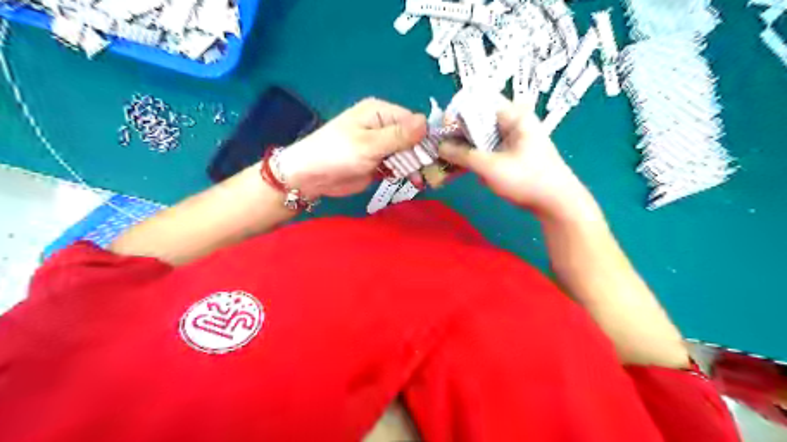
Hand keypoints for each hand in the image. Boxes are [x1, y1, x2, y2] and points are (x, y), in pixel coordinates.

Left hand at [274, 99, 428, 198]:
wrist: (310, 177)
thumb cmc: (336, 154)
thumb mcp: (369, 145)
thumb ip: (398, 136)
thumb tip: (427, 122)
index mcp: (380, 112)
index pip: (414, 122)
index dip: (426, 139)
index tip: (437, 158)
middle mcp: (384, 126)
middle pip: (414, 139)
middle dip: (423, 156)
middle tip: (433, 175)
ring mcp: (382, 146)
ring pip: (408, 154)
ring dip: (416, 167)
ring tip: (423, 181)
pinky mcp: (379, 163)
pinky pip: (399, 166)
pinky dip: (407, 173)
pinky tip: (415, 183)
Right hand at [440, 101, 593, 219]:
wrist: (557, 204)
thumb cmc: (527, 180)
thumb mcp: (491, 166)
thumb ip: (463, 155)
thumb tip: (439, 146)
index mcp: (513, 116)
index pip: (479, 102)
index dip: (457, 112)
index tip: (443, 129)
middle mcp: (512, 123)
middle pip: (477, 120)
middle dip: (456, 133)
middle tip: (439, 147)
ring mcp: (512, 140)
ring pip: (480, 137)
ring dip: (463, 148)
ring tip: (445, 160)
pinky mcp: (510, 155)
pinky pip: (486, 150)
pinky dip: (473, 158)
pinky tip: (459, 169)